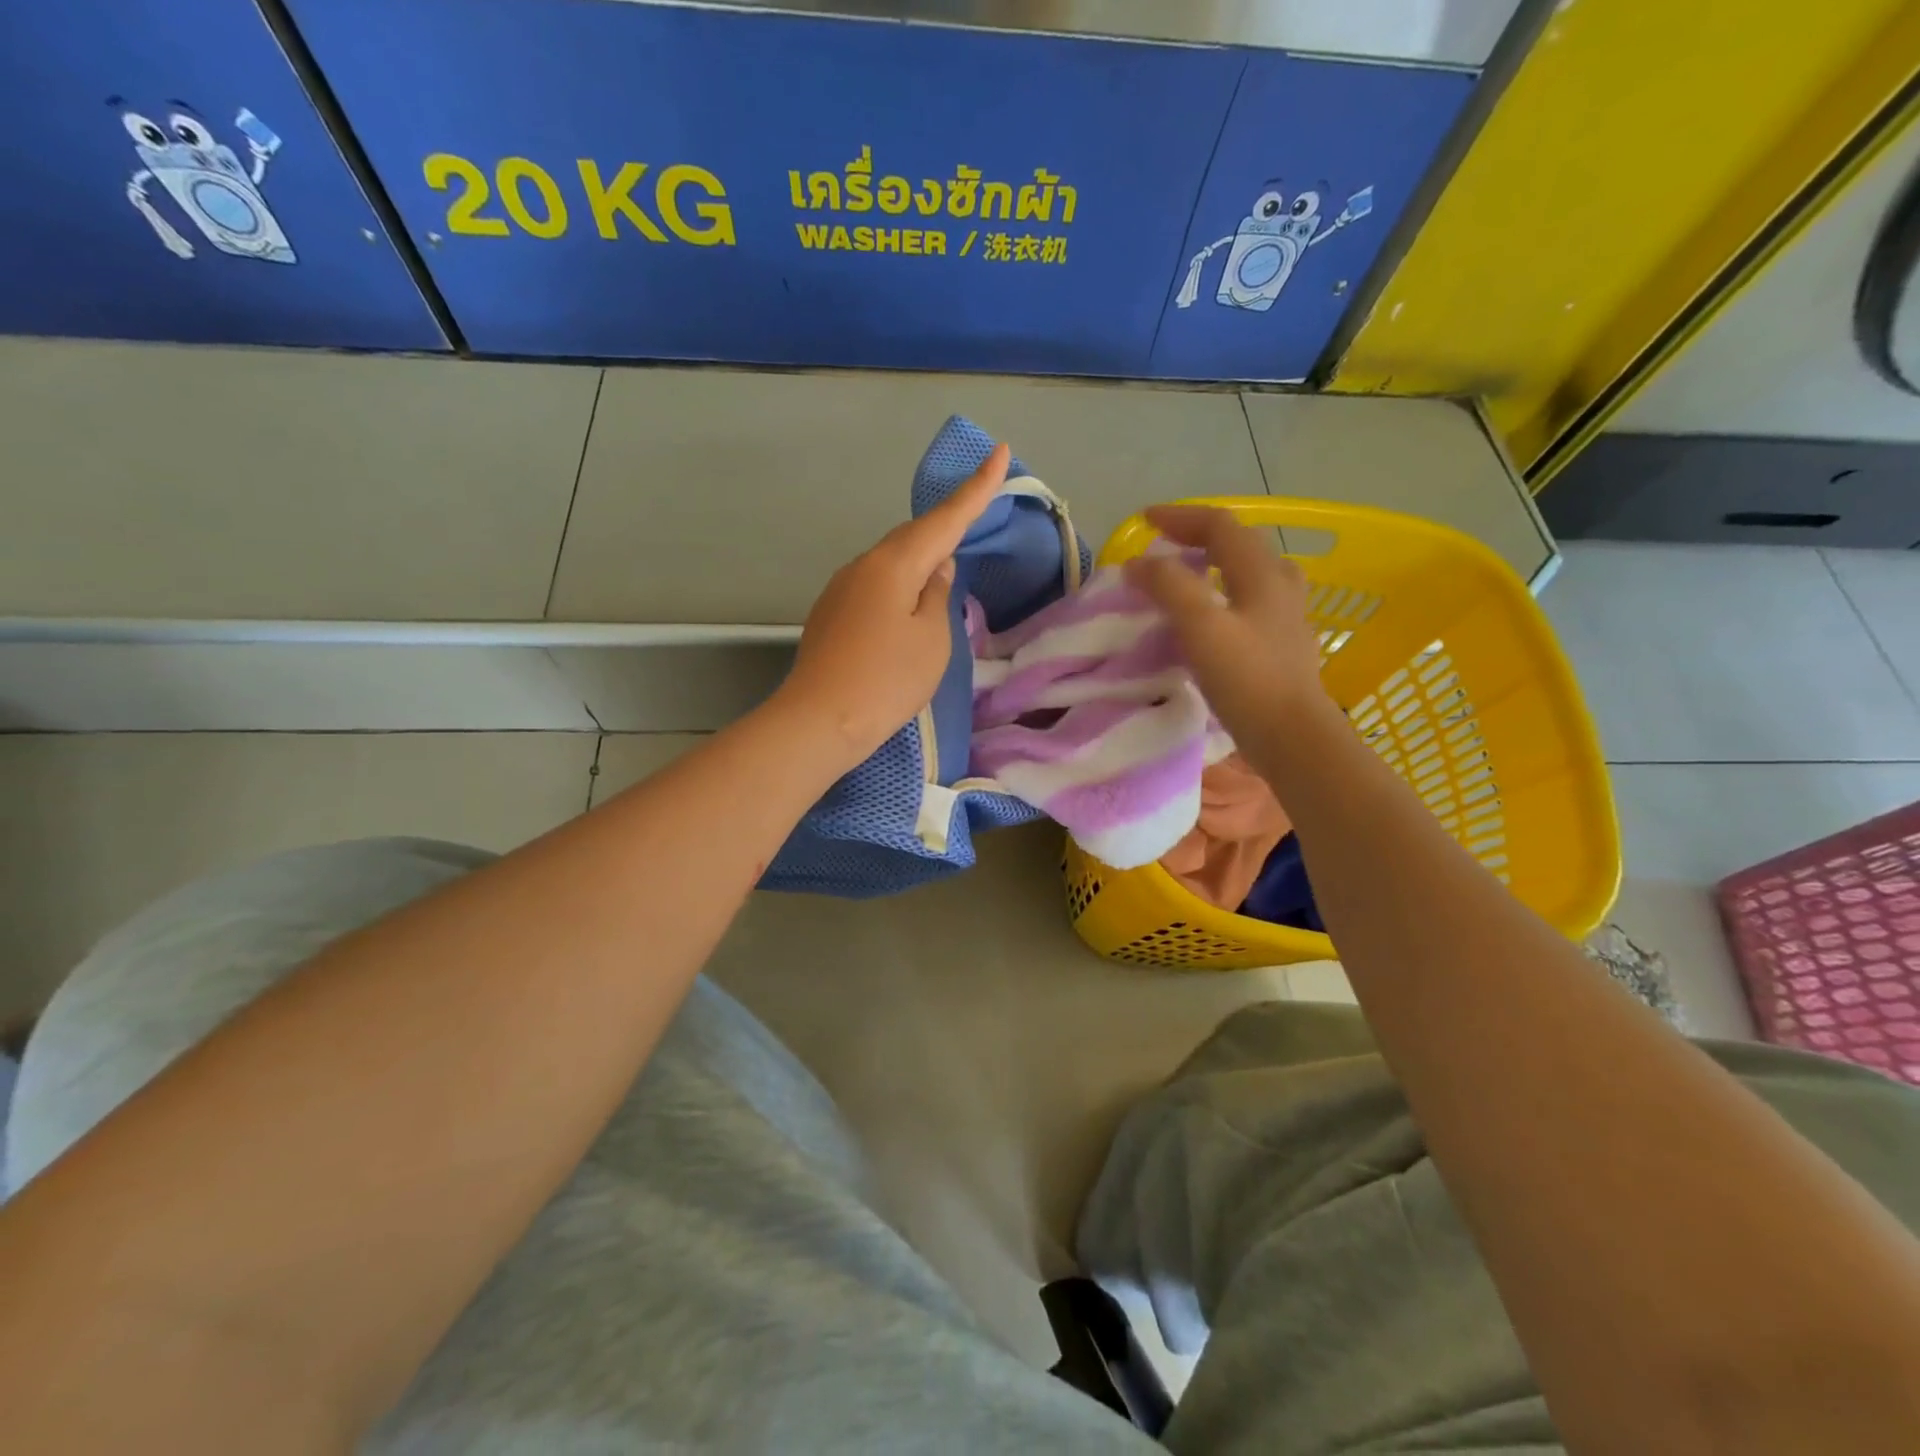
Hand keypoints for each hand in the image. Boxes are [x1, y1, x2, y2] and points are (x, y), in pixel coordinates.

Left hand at [776, 443, 1010, 766]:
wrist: (819, 721)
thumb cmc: (886, 680)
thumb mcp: (931, 639)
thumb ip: (937, 595)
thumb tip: (936, 568)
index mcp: (893, 564)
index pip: (944, 519)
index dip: (976, 489)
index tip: (999, 452)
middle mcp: (862, 566)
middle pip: (912, 537)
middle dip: (945, 524)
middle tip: (976, 512)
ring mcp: (841, 589)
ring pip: (891, 563)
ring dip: (920, 560)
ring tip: (944, 571)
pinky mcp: (831, 614)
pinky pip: (875, 587)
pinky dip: (899, 586)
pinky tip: (907, 608)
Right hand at [1125, 506, 1331, 740]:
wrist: (1293, 736)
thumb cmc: (1247, 679)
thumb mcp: (1200, 626)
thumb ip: (1168, 587)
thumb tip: (1138, 563)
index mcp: (1261, 573)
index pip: (1220, 526)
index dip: (1181, 517)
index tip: (1144, 521)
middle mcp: (1280, 585)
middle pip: (1240, 544)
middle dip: (1199, 537)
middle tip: (1165, 546)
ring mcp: (1286, 616)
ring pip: (1250, 573)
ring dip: (1216, 565)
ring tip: (1188, 577)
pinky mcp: (1283, 645)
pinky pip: (1252, 602)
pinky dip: (1224, 595)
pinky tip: (1212, 618)